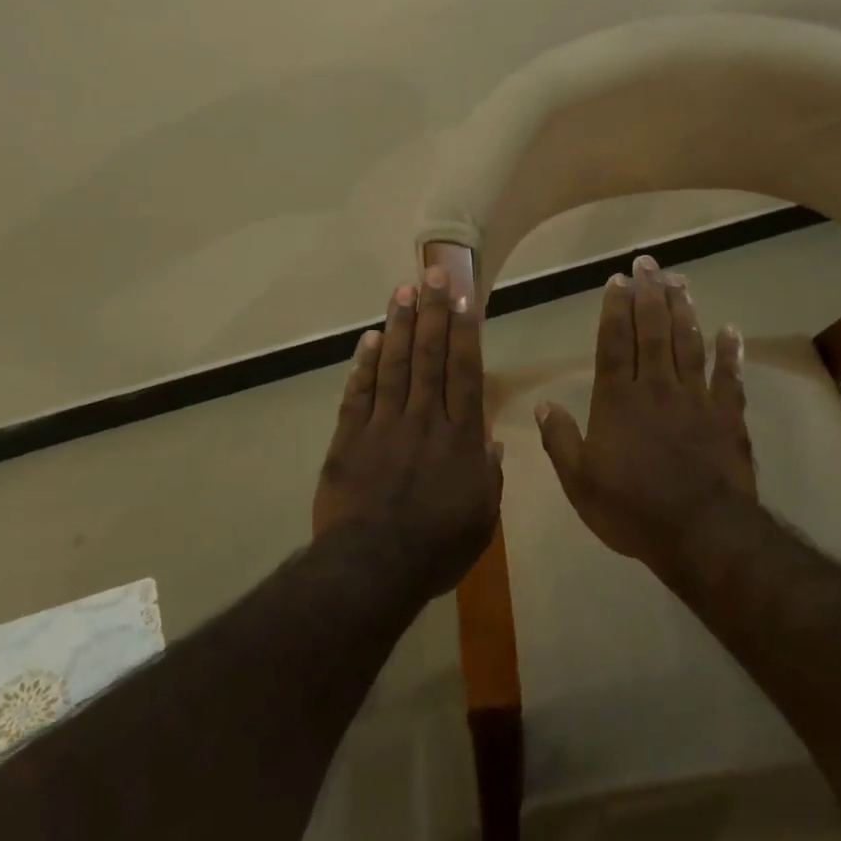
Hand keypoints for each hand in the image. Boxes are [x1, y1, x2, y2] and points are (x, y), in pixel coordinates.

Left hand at [313, 267, 502, 594]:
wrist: (372, 568)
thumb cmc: (436, 548)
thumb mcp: (481, 519)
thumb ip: (488, 477)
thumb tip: (492, 444)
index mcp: (460, 438)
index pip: (464, 372)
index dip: (465, 332)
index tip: (463, 298)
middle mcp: (424, 420)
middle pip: (430, 357)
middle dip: (432, 311)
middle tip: (432, 272)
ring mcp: (383, 426)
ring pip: (395, 365)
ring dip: (400, 326)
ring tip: (403, 290)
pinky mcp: (349, 439)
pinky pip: (358, 393)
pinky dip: (364, 364)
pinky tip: (371, 338)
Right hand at [535, 254, 754, 563]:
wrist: (700, 533)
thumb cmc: (632, 510)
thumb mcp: (580, 482)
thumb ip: (560, 440)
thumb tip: (543, 403)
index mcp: (618, 401)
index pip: (615, 344)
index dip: (615, 310)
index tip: (617, 281)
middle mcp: (656, 388)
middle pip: (653, 332)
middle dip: (648, 294)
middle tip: (648, 263)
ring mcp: (696, 399)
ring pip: (688, 344)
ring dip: (683, 310)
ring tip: (679, 281)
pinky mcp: (727, 416)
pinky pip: (729, 378)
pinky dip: (731, 353)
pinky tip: (731, 330)